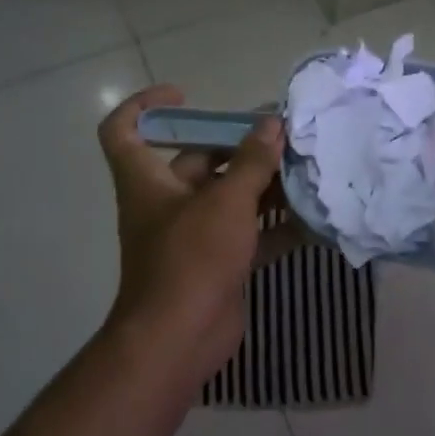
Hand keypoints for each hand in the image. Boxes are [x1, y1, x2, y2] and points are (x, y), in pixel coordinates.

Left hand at [97, 86, 285, 384]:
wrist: (180, 339)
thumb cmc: (191, 258)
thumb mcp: (225, 202)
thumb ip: (252, 162)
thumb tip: (272, 124)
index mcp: (147, 180)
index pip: (124, 130)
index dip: (144, 105)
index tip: (184, 96)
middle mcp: (166, 202)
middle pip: (198, 160)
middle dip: (239, 146)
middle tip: (282, 133)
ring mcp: (192, 235)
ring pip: (228, 197)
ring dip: (263, 185)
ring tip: (305, 168)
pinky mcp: (216, 262)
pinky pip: (247, 234)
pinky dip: (274, 227)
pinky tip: (311, 218)